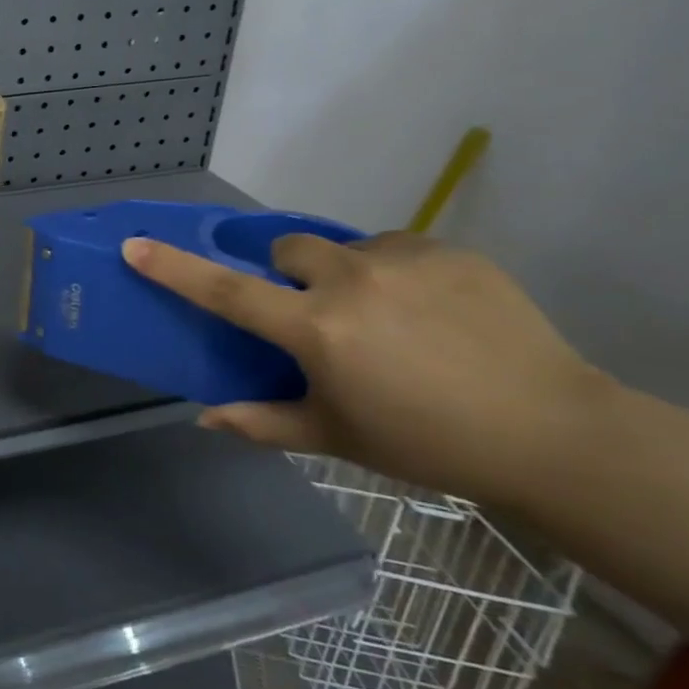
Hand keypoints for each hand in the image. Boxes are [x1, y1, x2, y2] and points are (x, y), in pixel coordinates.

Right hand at [121, 229, 614, 506]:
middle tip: (317, 316)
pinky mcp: (450, 250)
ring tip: (387, 318)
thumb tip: (204, 419)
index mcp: (316, 330)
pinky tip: (432, 313)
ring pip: (344, 247)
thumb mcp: (337, 438)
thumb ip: (262, 422)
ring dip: (346, 275)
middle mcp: (350, 282)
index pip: (226, 292)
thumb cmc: (427, 444)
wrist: (553, 432)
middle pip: (287, 251)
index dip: (173, 268)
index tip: (135, 245)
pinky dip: (395, 273)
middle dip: (289, 275)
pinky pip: (396, 248)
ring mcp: (403, 260)